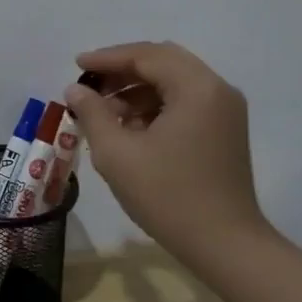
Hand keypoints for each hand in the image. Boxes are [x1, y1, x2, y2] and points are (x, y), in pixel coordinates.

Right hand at [66, 42, 273, 268]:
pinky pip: (185, 101)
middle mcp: (217, 89)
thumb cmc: (168, 196)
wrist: (225, 245)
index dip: (108, 58)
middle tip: (90, 86)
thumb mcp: (118, 154)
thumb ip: (93, 114)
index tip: (77, 66)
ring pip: (174, 81)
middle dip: (123, 70)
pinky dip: (155, 105)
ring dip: (138, 89)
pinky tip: (130, 128)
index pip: (147, 56)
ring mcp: (225, 110)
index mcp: (196, 88)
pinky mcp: (225, 130)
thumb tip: (76, 90)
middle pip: (163, 62)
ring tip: (104, 112)